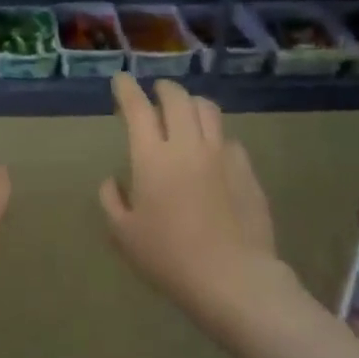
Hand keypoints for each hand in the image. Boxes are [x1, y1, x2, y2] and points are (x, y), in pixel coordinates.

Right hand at [99, 74, 281, 334]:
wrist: (231, 277)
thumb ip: (112, 200)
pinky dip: (214, 135)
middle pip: (177, 98)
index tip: (121, 80)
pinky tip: (211, 151)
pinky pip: (228, 139)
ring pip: (208, 110)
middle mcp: (187, 145)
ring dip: (191, 104)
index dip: (127, 90)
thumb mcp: (123, 234)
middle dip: (163, 89)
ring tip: (185, 112)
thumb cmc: (168, 257)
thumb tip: (114, 181)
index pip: (137, 109)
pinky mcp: (246, 169)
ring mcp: (221, 155)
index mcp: (152, 158)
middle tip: (155, 93)